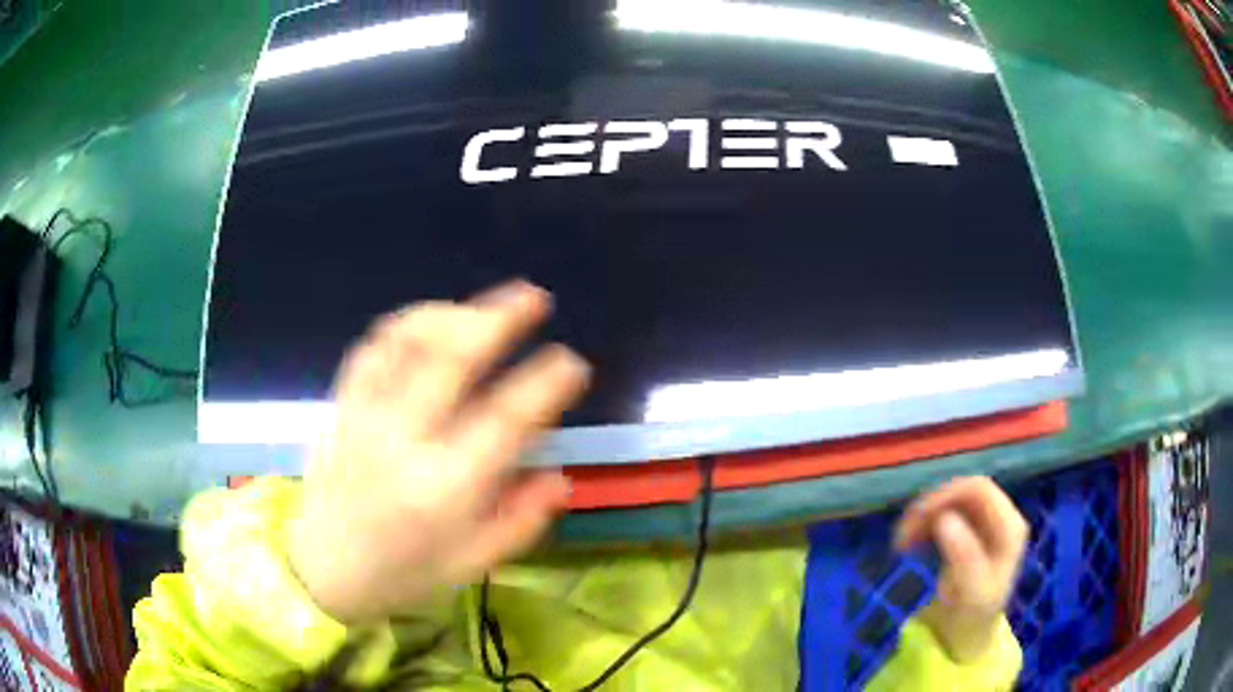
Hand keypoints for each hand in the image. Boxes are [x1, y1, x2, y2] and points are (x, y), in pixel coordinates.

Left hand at [288, 281, 589, 623]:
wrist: (321, 571)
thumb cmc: (403, 573)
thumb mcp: (471, 563)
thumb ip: (521, 520)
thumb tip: (561, 476)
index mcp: (444, 489)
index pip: (504, 421)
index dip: (544, 384)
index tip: (572, 362)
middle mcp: (402, 442)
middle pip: (451, 360)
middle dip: (499, 319)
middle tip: (534, 297)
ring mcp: (365, 417)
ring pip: (406, 342)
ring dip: (450, 313)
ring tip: (482, 308)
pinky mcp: (341, 407)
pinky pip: (371, 349)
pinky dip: (405, 325)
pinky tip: (430, 322)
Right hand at [893, 476, 1028, 662]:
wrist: (967, 636)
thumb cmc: (972, 615)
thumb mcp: (971, 591)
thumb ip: (963, 555)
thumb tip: (944, 519)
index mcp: (1009, 526)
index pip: (979, 490)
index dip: (947, 495)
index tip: (915, 517)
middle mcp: (1001, 517)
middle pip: (964, 492)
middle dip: (931, 506)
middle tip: (902, 533)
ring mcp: (986, 523)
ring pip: (952, 502)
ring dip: (924, 516)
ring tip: (901, 541)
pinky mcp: (970, 532)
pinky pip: (946, 515)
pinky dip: (925, 524)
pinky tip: (909, 541)